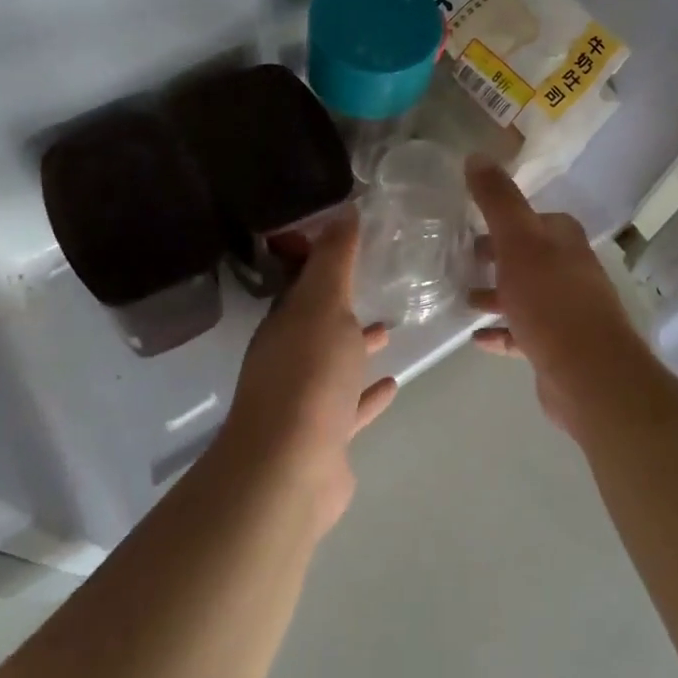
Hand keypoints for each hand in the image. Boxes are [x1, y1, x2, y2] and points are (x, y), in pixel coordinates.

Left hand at [216, 211, 396, 534]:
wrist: (291, 467)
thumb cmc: (308, 374)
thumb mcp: (323, 304)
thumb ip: (334, 259)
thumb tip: (344, 209)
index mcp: (283, 324)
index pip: (302, 285)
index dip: (323, 263)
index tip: (352, 244)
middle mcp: (288, 358)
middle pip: (317, 324)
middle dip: (342, 306)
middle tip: (375, 285)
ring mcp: (305, 400)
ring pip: (334, 364)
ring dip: (357, 347)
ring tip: (390, 330)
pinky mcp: (325, 437)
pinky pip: (351, 406)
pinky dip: (368, 394)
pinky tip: (393, 384)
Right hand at [465, 156, 645, 437]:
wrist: (588, 374)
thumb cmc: (550, 299)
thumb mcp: (517, 240)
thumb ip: (497, 199)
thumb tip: (476, 155)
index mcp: (564, 240)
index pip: (533, 218)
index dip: (504, 218)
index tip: (470, 222)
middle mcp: (570, 270)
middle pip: (527, 256)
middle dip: (495, 257)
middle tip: (458, 260)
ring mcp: (567, 311)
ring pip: (524, 295)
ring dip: (496, 295)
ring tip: (462, 299)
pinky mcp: (559, 346)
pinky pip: (523, 333)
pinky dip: (501, 332)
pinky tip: (476, 338)